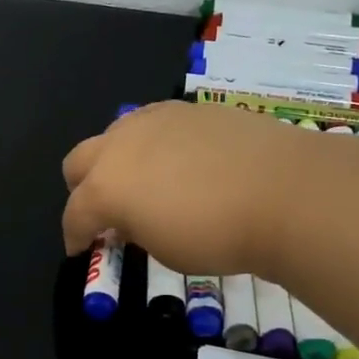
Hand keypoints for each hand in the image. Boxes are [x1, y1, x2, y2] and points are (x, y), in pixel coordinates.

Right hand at [61, 100, 310, 276]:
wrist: (284, 190)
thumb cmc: (218, 234)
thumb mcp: (165, 250)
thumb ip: (135, 230)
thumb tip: (131, 219)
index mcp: (105, 186)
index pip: (74, 214)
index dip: (75, 236)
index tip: (82, 250)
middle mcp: (120, 145)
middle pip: (78, 162)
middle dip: (83, 188)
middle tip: (106, 212)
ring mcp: (153, 119)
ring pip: (114, 135)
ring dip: (116, 161)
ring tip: (144, 183)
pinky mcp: (188, 108)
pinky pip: (154, 124)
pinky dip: (153, 145)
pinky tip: (181, 163)